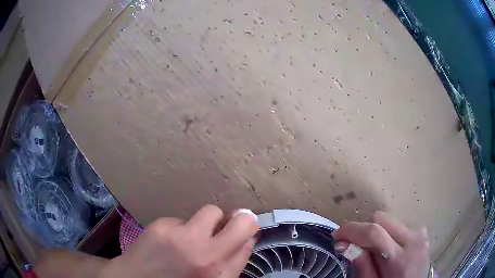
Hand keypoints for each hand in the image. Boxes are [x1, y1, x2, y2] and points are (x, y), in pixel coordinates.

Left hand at [99, 205, 259, 277]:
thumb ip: (233, 262)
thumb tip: (247, 237)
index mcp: (222, 273)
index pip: (250, 239)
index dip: (250, 231)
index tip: (246, 228)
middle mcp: (207, 256)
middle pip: (242, 221)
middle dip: (240, 219)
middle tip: (232, 221)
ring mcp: (183, 239)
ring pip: (211, 211)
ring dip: (206, 221)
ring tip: (191, 235)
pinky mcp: (162, 226)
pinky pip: (182, 218)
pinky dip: (180, 227)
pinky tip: (168, 240)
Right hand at [332, 211, 430, 277]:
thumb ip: (361, 264)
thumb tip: (343, 244)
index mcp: (400, 258)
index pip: (374, 232)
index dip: (353, 230)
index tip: (338, 234)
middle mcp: (413, 239)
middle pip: (381, 219)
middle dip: (365, 230)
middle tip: (355, 245)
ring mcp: (420, 233)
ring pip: (389, 220)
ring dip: (377, 232)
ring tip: (374, 251)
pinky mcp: (421, 231)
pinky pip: (398, 225)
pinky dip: (388, 234)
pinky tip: (387, 249)